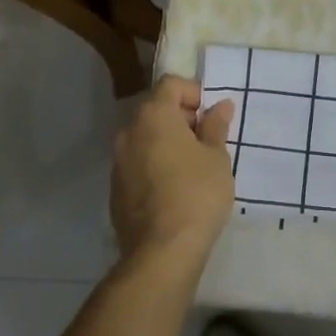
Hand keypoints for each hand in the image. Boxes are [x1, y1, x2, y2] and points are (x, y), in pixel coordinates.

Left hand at [111, 76, 235, 266]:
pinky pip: (138, 164)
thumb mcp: (216, 157)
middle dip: (182, 118)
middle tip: (208, 142)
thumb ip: (216, 126)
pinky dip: (155, 165)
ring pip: (146, 138)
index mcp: (153, 115)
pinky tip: (175, 189)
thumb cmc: (197, 193)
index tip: (212, 117)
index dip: (194, 93)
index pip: (171, 84)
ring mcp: (118, 161)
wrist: (162, 251)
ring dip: (168, 142)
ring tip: (194, 167)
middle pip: (156, 110)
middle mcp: (129, 131)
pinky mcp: (115, 189)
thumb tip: (220, 106)